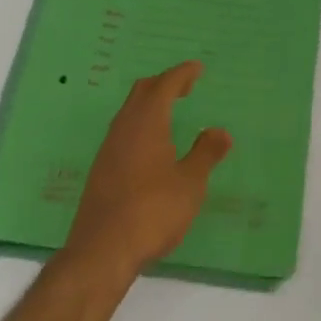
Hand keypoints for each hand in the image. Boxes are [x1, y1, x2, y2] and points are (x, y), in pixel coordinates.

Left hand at [64, 61, 231, 279]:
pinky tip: (151, 145)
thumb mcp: (190, 184)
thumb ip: (205, 154)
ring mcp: (109, 148)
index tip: (197, 68)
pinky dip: (141, 124)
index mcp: (147, 122)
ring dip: (150, 103)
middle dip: (164, 83)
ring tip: (170, 113)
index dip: (182, 73)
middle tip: (186, 87)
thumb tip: (220, 131)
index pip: (165, 84)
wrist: (101, 251)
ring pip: (130, 110)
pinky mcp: (101, 169)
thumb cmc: (152, 211)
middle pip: (142, 91)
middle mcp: (124, 127)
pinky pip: (123, 130)